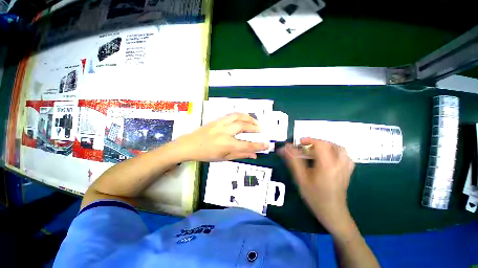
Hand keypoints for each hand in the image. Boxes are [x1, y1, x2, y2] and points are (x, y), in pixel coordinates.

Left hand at [174, 113, 268, 161]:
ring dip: (249, 118)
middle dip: (255, 127)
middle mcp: (224, 132)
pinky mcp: (217, 119)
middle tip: (261, 130)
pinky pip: (232, 114)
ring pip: (238, 116)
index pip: (247, 145)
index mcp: (226, 145)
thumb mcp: (224, 158)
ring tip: (255, 122)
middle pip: (243, 126)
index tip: (267, 144)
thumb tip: (254, 155)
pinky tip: (244, 118)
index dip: (259, 145)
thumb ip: (240, 155)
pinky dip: (241, 115)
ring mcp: (220, 124)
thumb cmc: (206, 154)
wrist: (189, 145)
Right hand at [279, 137, 354, 233]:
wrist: (333, 213)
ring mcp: (346, 168)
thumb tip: (285, 148)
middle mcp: (339, 164)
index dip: (309, 140)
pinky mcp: (348, 172)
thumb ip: (293, 161)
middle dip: (316, 142)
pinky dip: (335, 152)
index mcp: (328, 165)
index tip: (299, 143)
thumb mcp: (301, 179)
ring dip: (326, 146)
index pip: (321, 144)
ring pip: (339, 149)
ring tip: (316, 150)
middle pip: (330, 144)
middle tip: (305, 147)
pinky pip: (345, 156)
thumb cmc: (315, 197)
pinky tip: (328, 157)